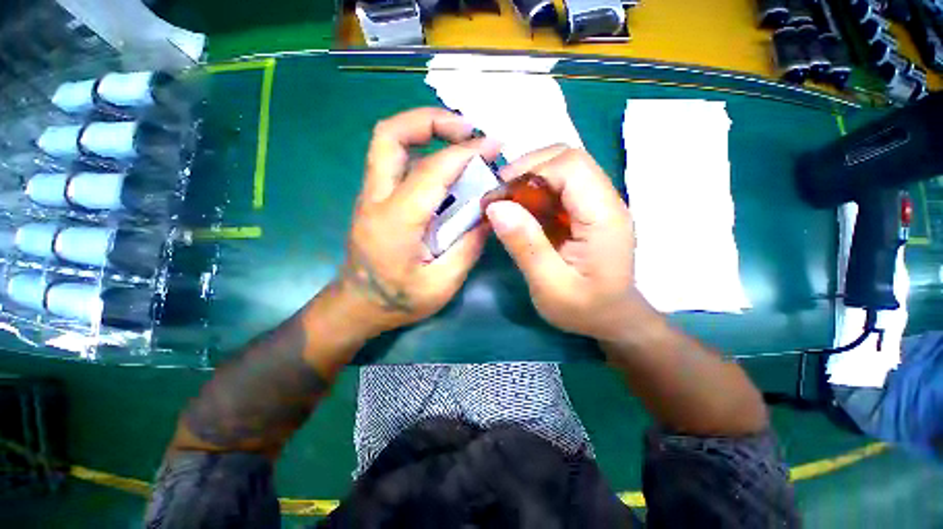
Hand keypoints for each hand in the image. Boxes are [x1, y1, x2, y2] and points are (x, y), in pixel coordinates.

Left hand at [339, 108, 499, 336]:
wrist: (357, 306)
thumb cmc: (398, 301)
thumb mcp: (442, 284)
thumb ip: (468, 247)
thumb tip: (490, 214)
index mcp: (396, 221)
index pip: (431, 171)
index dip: (465, 152)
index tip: (493, 146)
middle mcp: (376, 198)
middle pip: (390, 135)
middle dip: (430, 120)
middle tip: (466, 128)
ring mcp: (371, 196)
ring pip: (388, 142)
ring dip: (424, 129)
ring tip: (459, 139)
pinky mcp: (374, 199)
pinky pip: (394, 160)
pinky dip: (420, 150)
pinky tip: (444, 166)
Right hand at [485, 146, 653, 341]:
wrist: (612, 318)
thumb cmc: (584, 308)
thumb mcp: (550, 286)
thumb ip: (526, 245)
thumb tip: (496, 208)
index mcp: (604, 217)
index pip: (571, 166)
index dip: (531, 171)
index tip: (499, 195)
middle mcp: (606, 201)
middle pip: (567, 158)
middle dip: (527, 170)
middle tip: (499, 197)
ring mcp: (598, 203)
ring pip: (561, 168)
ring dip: (528, 180)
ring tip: (506, 205)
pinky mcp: (587, 210)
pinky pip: (559, 187)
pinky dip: (534, 193)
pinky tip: (521, 212)